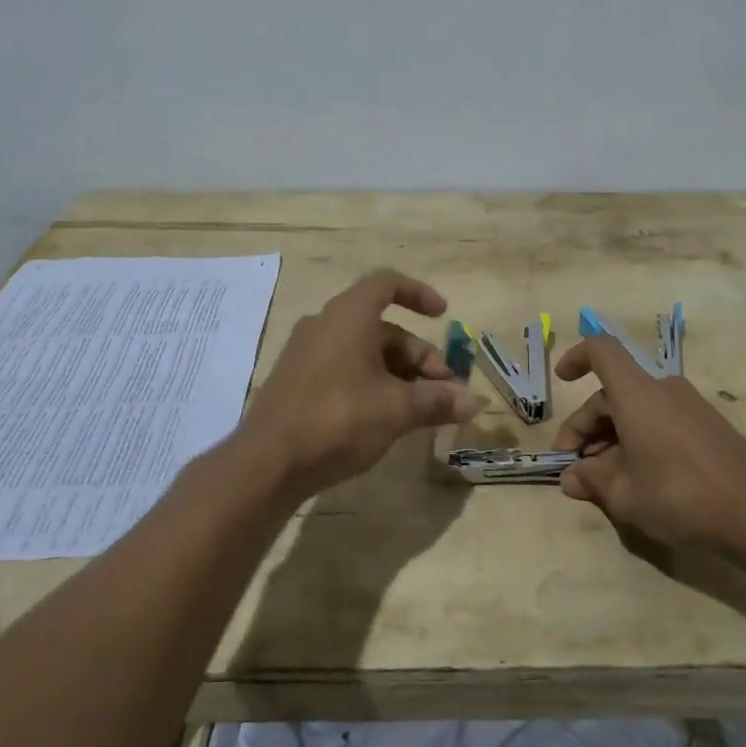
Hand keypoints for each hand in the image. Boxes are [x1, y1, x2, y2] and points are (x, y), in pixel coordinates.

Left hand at [241, 269, 484, 498]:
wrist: (267, 462)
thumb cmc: (338, 419)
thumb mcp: (397, 410)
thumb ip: (438, 401)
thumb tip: (478, 402)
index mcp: (348, 316)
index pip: (387, 284)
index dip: (419, 294)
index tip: (443, 316)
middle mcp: (325, 325)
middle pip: (383, 328)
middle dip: (419, 357)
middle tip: (442, 392)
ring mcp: (306, 354)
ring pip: (364, 353)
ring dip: (399, 375)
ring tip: (421, 411)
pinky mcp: (296, 382)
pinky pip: (344, 370)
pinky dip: (372, 384)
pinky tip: (386, 419)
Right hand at [552, 336, 745, 547]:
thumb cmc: (680, 495)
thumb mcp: (624, 494)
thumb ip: (591, 480)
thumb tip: (571, 477)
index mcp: (636, 394)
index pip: (601, 351)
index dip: (576, 358)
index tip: (562, 381)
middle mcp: (662, 389)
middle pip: (612, 392)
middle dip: (586, 427)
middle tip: (575, 468)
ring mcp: (689, 406)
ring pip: (636, 410)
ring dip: (612, 438)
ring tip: (604, 481)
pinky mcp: (707, 426)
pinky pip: (660, 421)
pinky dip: (639, 440)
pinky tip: (639, 479)